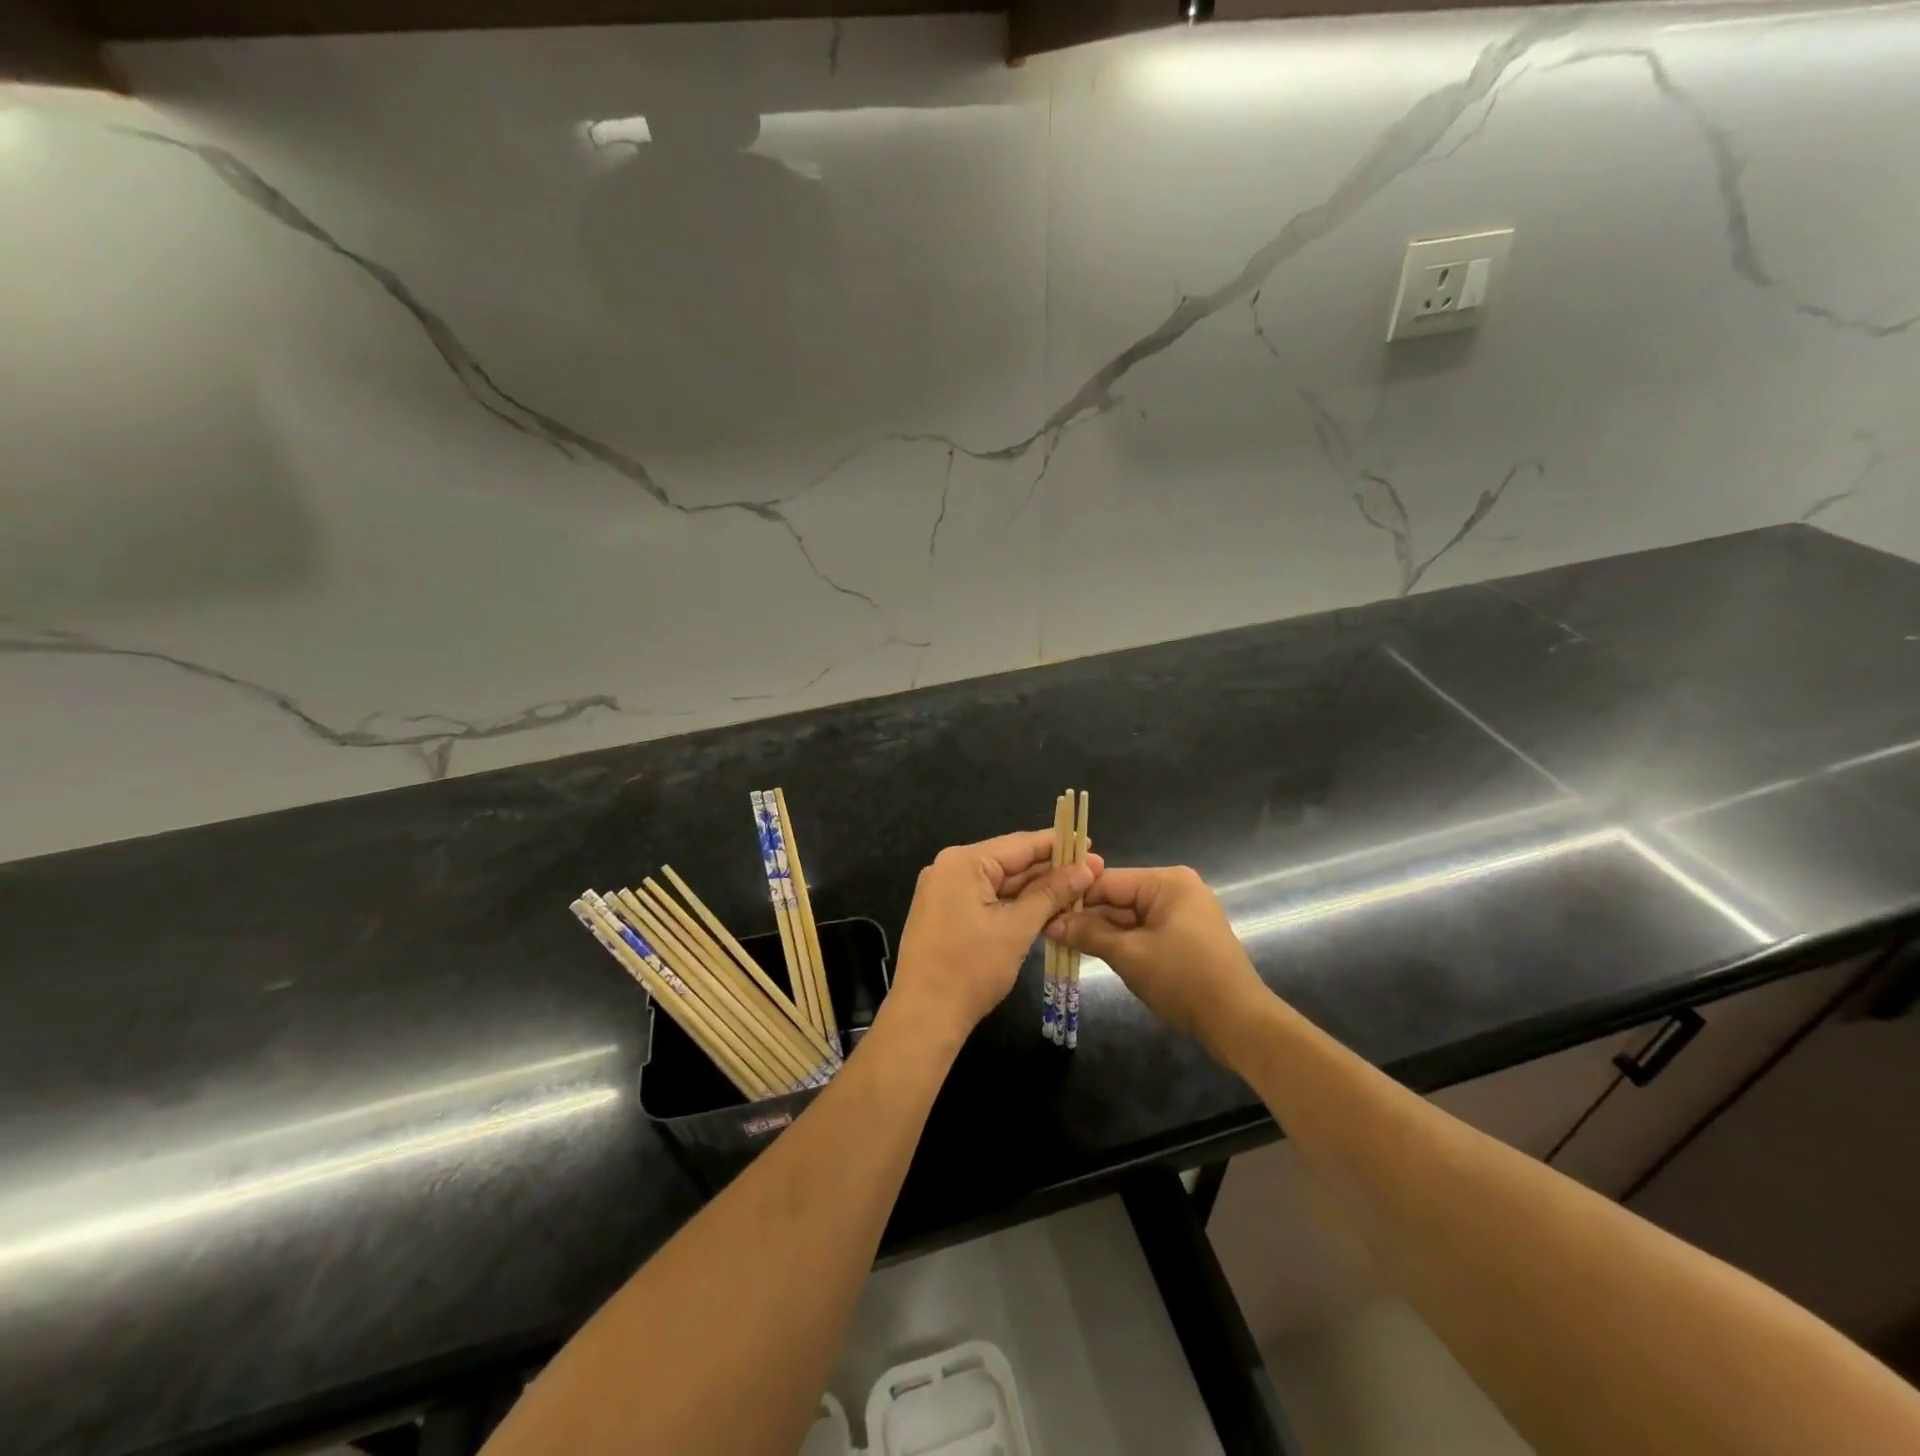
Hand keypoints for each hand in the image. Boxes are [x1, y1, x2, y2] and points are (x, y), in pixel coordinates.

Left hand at [891, 830, 1101, 1046]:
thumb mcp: (1016, 928)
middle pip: (1010, 862)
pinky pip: (988, 899)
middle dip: (1049, 870)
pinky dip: (1015, 905)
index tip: (1089, 843)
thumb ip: (1051, 894)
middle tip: (1092, 872)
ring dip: (1035, 890)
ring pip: (1000, 883)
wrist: (924, 1016)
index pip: (1019, 844)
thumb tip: (1085, 869)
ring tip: (1077, 891)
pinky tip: (1046, 909)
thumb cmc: (971, 968)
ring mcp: (945, 892)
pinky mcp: (946, 914)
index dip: (1057, 844)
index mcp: (963, 863)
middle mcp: (950, 869)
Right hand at [1047, 866, 1266, 1050]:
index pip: (1108, 881)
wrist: (1238, 1022)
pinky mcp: (1184, 937)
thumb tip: (1051, 923)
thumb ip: (1089, 934)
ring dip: (1101, 932)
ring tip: (1062, 943)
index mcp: (1167, 882)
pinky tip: (1094, 952)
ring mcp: (1182, 913)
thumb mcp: (1129, 955)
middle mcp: (1175, 889)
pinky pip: (1143, 931)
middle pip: (1118, 898)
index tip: (1042, 911)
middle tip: (1048, 932)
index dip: (1074, 897)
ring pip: (1128, 917)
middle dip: (1086, 917)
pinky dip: (1122, 942)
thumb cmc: (1184, 979)